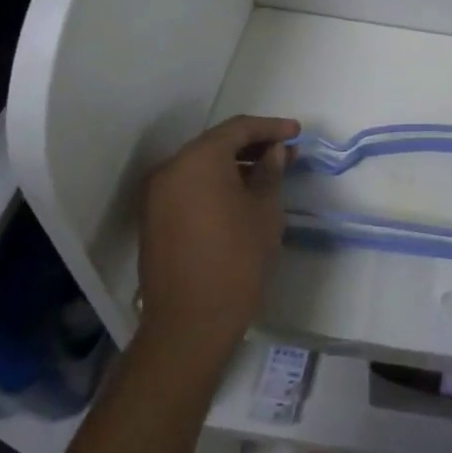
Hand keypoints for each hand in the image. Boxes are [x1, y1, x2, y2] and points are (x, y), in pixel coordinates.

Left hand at [135, 115, 297, 358]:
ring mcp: (157, 195)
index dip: (271, 127)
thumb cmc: (236, 259)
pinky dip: (215, 183)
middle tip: (286, 152)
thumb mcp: (264, 210)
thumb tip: (274, 152)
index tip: (297, 132)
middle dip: (253, 145)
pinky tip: (242, 194)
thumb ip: (270, 171)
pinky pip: (189, 186)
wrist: (189, 325)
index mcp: (199, 159)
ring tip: (269, 173)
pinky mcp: (154, 219)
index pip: (239, 128)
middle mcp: (171, 169)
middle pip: (217, 144)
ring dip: (234, 164)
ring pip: (202, 165)